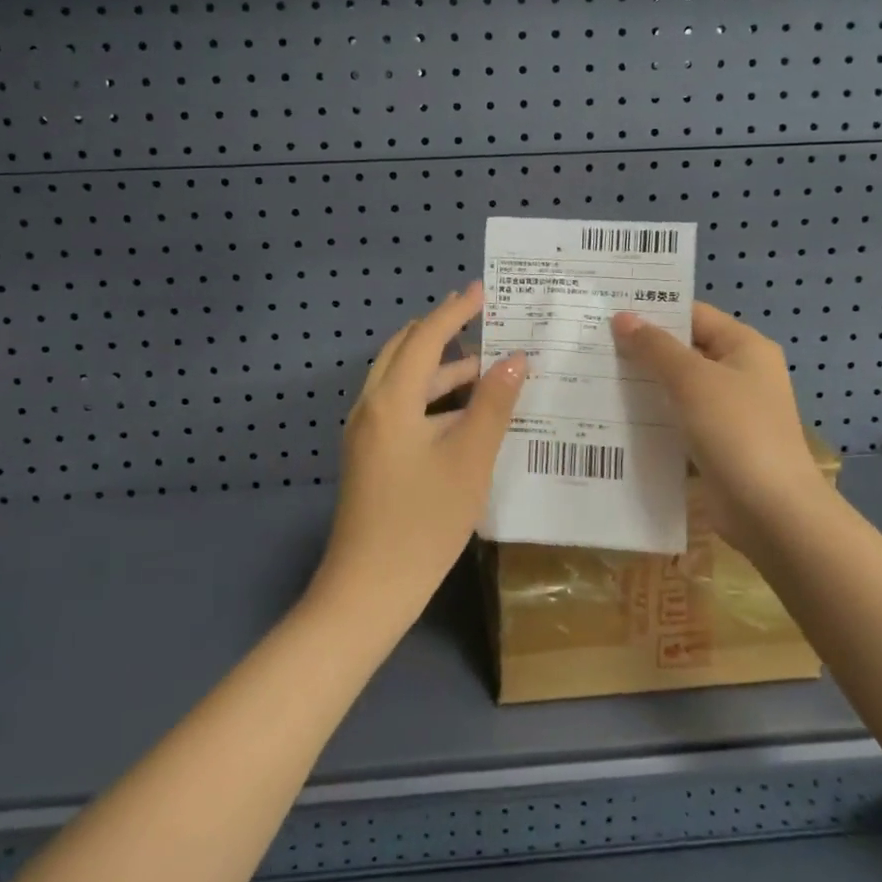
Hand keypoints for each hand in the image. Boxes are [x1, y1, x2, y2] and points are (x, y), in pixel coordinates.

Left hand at [316, 283, 526, 628]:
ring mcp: (366, 433)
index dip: (455, 310)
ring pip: (404, 382)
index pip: (425, 337)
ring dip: (440, 368)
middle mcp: (371, 406)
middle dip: (442, 331)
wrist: (367, 591)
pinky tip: (465, 413)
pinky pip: (401, 407)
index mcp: (390, 400)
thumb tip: (515, 358)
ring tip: (487, 367)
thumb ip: (493, 405)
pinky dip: (432, 398)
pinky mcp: (370, 456)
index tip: (483, 289)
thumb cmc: (423, 523)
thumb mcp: (469, 460)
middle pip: (406, 351)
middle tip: (482, 318)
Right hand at [612, 303, 826, 550]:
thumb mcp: (691, 380)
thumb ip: (655, 347)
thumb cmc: (736, 430)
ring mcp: (729, 412)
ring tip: (593, 376)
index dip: (654, 311)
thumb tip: (622, 318)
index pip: (693, 315)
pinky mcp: (717, 444)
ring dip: (643, 384)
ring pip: (678, 387)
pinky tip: (615, 417)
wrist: (771, 511)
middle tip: (592, 343)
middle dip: (642, 349)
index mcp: (745, 347)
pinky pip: (678, 420)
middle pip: (684, 350)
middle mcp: (740, 373)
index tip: (608, 311)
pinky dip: (652, 416)